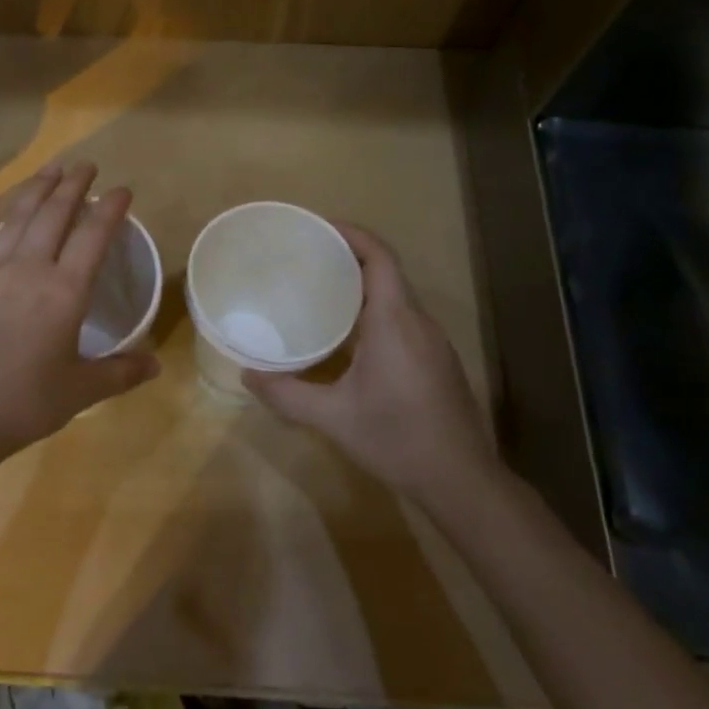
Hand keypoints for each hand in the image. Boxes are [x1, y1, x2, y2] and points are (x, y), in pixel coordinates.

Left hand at [0, 163, 159, 474]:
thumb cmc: (25, 404)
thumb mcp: (82, 391)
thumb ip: (121, 373)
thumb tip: (156, 365)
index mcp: (64, 292)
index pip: (94, 237)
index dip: (110, 208)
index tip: (122, 189)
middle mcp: (28, 271)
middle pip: (53, 216)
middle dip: (72, 186)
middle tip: (85, 165)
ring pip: (16, 221)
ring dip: (34, 192)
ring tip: (49, 171)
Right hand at [243, 223, 496, 503]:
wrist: (461, 480)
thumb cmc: (396, 440)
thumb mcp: (332, 418)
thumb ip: (286, 394)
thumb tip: (247, 375)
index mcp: (394, 323)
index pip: (380, 258)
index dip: (351, 235)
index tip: (317, 228)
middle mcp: (418, 322)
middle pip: (386, 272)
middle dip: (347, 258)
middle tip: (305, 259)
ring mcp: (433, 341)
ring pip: (396, 296)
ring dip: (361, 285)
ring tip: (319, 290)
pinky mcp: (437, 360)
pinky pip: (403, 318)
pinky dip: (374, 310)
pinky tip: (348, 333)